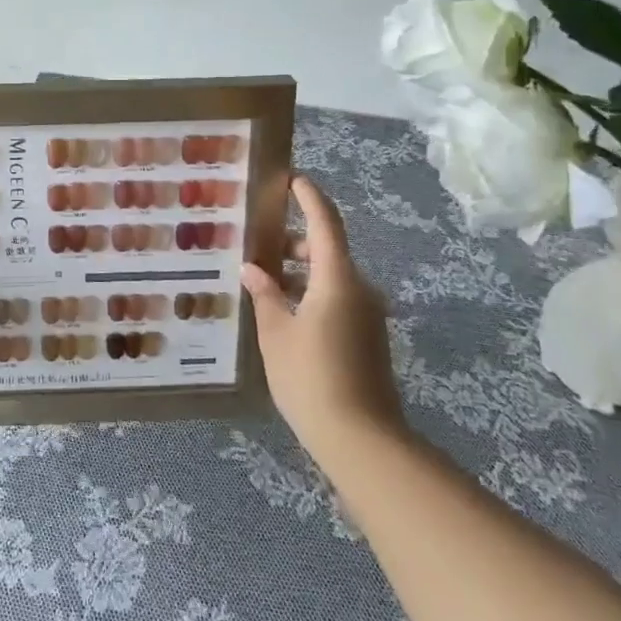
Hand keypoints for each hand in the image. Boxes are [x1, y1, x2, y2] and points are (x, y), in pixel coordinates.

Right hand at [242, 174, 405, 458]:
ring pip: (331, 277)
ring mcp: (367, 316)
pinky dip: (310, 294)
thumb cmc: (311, 377)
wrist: (363, 441)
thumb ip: (265, 295)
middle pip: (327, 249)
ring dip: (300, 272)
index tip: (291, 178)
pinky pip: (337, 300)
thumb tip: (253, 269)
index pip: (325, 222)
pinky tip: (282, 313)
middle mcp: (359, 289)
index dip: (309, 197)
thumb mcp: (275, 333)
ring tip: (262, 280)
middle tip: (257, 241)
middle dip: (294, 241)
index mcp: (337, 279)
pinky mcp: (367, 339)